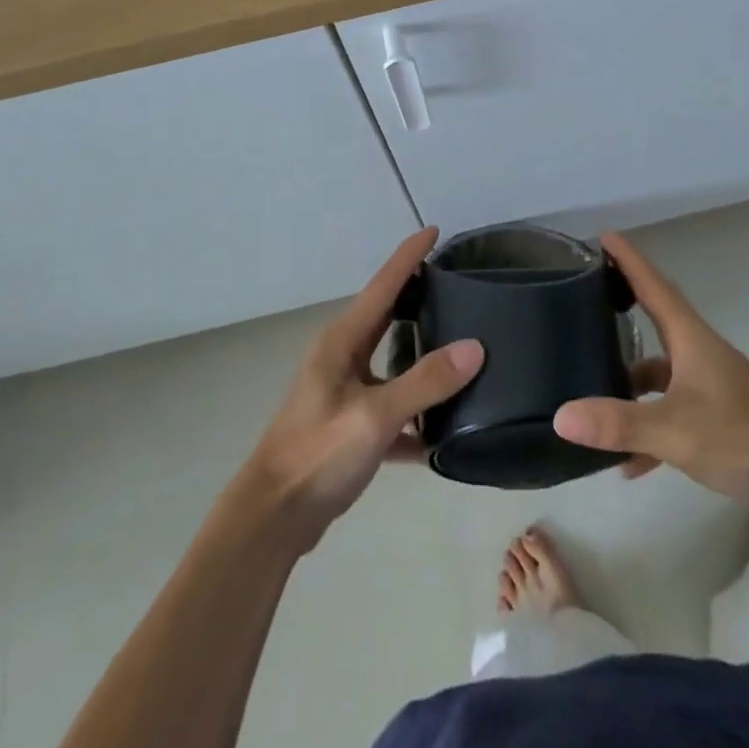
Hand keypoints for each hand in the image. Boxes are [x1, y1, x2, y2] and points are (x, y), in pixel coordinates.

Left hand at [241, 228, 483, 551]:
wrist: (274, 517)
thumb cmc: (318, 455)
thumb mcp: (375, 417)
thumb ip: (424, 382)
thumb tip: (475, 347)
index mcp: (342, 341)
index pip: (383, 284)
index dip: (409, 255)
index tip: (434, 230)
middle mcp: (342, 357)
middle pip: (386, 315)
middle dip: (416, 295)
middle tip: (457, 283)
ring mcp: (344, 391)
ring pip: (391, 360)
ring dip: (420, 353)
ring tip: (462, 345)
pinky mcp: (350, 425)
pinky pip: (391, 406)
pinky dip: (415, 412)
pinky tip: (445, 430)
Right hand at [553, 233, 748, 510]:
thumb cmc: (745, 438)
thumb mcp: (675, 430)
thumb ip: (619, 423)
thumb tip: (560, 415)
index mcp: (691, 339)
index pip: (654, 286)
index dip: (629, 260)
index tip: (605, 236)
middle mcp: (699, 353)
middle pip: (655, 320)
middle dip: (622, 308)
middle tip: (584, 299)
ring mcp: (710, 386)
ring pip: (659, 372)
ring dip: (629, 381)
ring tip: (590, 390)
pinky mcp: (718, 417)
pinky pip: (671, 411)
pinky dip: (649, 427)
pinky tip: (629, 461)